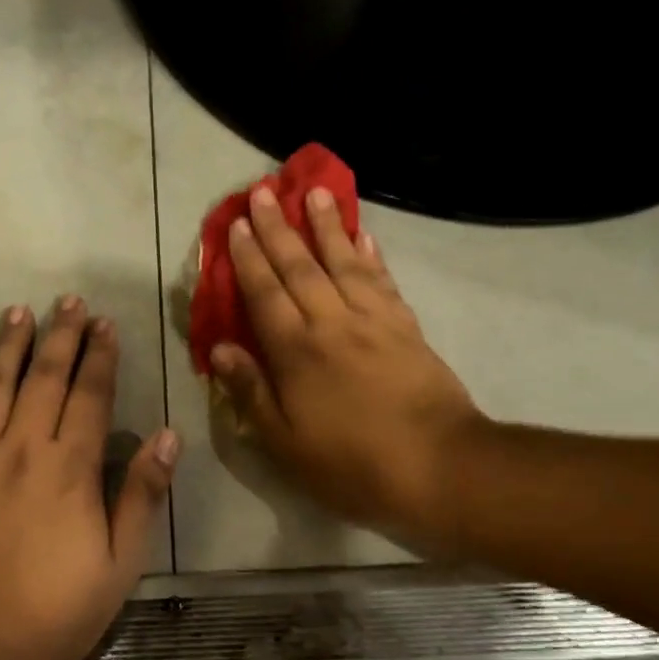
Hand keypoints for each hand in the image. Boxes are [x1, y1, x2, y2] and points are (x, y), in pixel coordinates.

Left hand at [0, 297, 177, 659]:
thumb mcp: (118, 563)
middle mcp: (22, 447)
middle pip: (43, 377)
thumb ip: (141, 495)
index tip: (105, 324)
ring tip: (18, 311)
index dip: (100, 356)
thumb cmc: (51, 612)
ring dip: (8, 344)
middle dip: (60, 335)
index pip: (90, 395)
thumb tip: (169, 437)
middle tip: (68, 300)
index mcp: (70, 467)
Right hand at [210, 186, 483, 550]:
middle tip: (263, 191)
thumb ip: (251, 392)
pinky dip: (371, 255)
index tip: (236, 224)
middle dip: (278, 228)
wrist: (439, 467)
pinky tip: (364, 235)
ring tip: (316, 193)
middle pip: (299, 267)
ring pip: (344, 262)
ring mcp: (374, 321)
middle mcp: (332, 323)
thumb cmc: (352, 464)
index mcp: (296, 352)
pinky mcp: (406, 327)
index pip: (264, 294)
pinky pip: (383, 281)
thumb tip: (219, 348)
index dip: (248, 258)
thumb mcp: (285, 443)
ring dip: (327, 226)